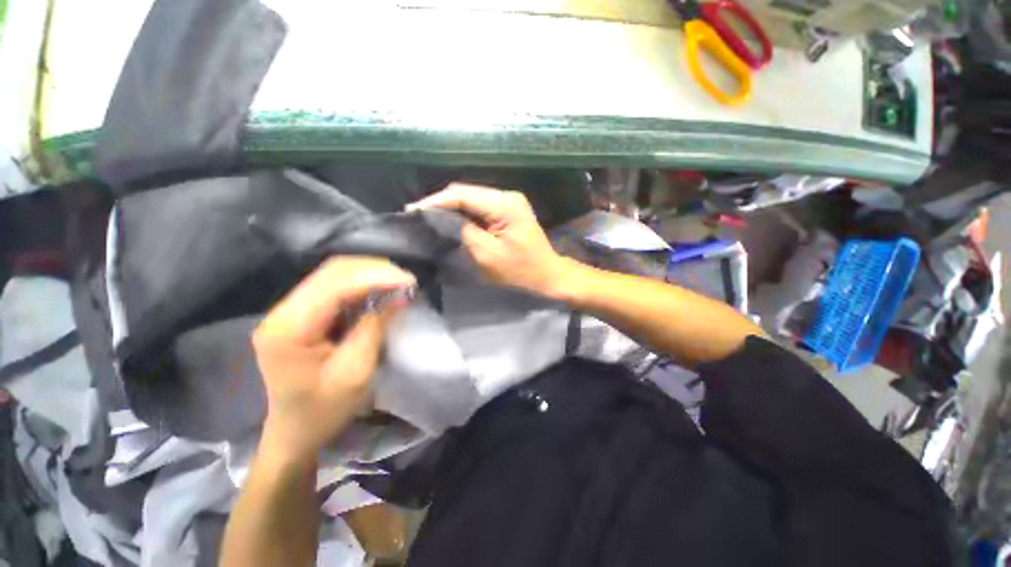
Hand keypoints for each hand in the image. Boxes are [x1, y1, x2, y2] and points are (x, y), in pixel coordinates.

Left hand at [252, 257, 415, 461]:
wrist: (295, 432)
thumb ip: (376, 325)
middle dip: (375, 270)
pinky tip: (381, 290)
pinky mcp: (299, 313)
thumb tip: (400, 294)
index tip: (409, 281)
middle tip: (407, 281)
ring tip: (398, 283)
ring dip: (370, 274)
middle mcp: (281, 311)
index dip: (376, 277)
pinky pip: (334, 286)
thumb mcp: (357, 370)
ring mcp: (287, 310)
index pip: (335, 285)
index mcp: (289, 329)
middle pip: (332, 271)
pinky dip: (362, 284)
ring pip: (334, 274)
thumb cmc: (325, 410)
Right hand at [408, 183, 572, 297]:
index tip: (412, 210)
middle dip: (441, 203)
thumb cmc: (519, 270)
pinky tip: (451, 221)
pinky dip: (464, 213)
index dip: (435, 201)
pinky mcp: (508, 209)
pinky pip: (480, 207)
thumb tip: (439, 216)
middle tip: (418, 215)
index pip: (462, 195)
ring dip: (451, 208)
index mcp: (504, 204)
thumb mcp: (487, 254)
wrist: (546, 274)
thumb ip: (462, 231)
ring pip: (471, 198)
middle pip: (466, 193)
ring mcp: (509, 201)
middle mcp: (507, 196)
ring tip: (429, 218)